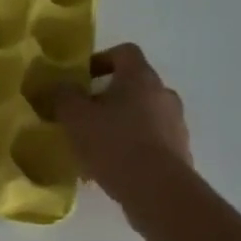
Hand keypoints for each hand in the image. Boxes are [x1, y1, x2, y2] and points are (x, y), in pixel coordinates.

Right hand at [41, 43, 191, 204]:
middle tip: (84, 116)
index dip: (101, 60)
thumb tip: (61, 85)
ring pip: (142, 114)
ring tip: (96, 146)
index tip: (82, 79)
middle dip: (108, 97)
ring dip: (121, 123)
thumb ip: (64, 96)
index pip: (125, 52)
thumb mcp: (75, 118)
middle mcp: (163, 93)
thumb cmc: (113, 143)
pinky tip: (113, 166)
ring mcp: (176, 123)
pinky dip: (133, 146)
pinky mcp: (180, 150)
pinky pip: (151, 140)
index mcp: (140, 77)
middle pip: (134, 85)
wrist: (156, 188)